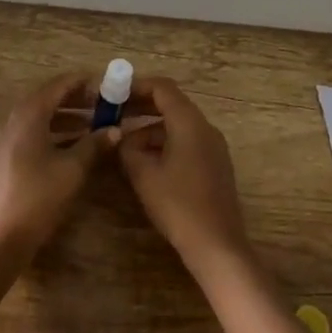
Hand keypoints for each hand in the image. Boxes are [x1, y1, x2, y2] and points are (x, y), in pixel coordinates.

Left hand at [0, 72, 118, 268]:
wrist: (0, 239)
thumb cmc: (38, 198)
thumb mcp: (72, 169)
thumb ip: (94, 145)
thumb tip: (115, 129)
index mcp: (29, 114)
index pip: (59, 85)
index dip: (84, 83)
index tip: (108, 85)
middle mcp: (15, 119)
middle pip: (49, 98)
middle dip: (77, 99)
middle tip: (105, 104)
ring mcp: (7, 139)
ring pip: (41, 117)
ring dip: (67, 117)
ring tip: (95, 124)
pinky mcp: (6, 157)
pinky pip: (34, 132)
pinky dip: (55, 132)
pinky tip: (74, 146)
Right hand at [118, 76, 254, 280]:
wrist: (217, 246)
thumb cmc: (178, 205)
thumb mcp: (143, 174)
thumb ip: (128, 148)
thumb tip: (121, 138)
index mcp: (189, 122)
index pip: (162, 88)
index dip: (136, 86)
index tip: (113, 94)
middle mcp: (205, 127)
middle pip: (171, 104)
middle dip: (141, 107)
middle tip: (114, 114)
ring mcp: (213, 147)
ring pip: (177, 125)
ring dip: (150, 129)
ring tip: (124, 146)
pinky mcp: (215, 165)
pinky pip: (186, 142)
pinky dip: (164, 144)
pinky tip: (146, 163)